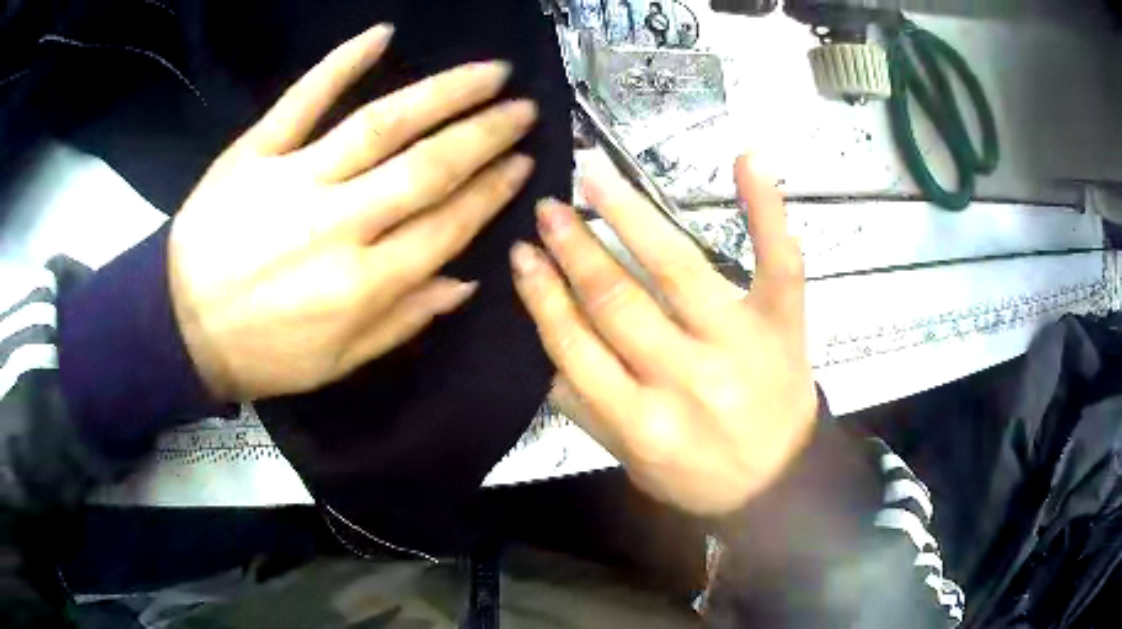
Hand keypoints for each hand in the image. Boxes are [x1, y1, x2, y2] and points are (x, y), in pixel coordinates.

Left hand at [169, 23, 537, 400]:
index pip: (446, 225)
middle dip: (485, 133)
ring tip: (489, 72)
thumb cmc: (264, 353)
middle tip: (523, 108)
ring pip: (381, 124)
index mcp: (362, 285)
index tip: (523, 163)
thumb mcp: (340, 362)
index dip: (492, 191)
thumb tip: (467, 281)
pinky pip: (303, 99)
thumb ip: (404, 321)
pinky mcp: (255, 153)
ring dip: (443, 92)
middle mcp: (337, 225)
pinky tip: (383, 34)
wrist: (181, 328)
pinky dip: (342, 62)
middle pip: (427, 167)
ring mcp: (294, 180)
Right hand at [512, 155, 816, 515]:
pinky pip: (778, 262)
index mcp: (641, 422)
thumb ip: (585, 408)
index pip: (576, 346)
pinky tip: (747, 159)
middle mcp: (687, 379)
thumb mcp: (629, 461)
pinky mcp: (784, 325)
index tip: (522, 256)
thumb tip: (545, 344)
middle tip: (549, 209)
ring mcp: (741, 344)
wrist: (778, 485)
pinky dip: (766, 208)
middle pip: (617, 300)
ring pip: (677, 267)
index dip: (543, 295)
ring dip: (630, 216)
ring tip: (596, 179)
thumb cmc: (699, 477)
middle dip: (574, 249)